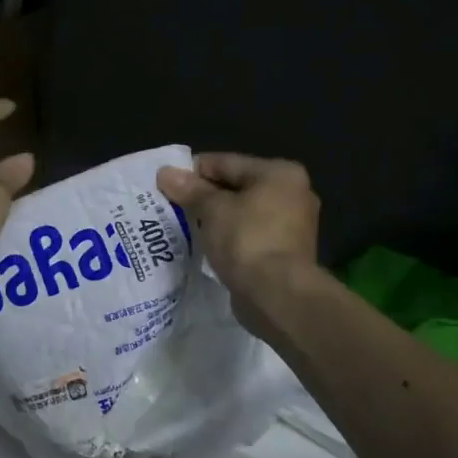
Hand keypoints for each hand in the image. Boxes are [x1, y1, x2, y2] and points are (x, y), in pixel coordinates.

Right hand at [156, 154, 324, 343]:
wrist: (278, 295)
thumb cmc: (247, 240)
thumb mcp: (212, 209)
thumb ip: (189, 189)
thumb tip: (165, 172)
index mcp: (279, 173)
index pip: (225, 162)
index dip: (192, 171)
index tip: (165, 183)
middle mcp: (292, 193)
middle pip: (235, 186)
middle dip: (203, 196)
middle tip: (170, 205)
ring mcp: (292, 225)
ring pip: (241, 212)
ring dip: (215, 218)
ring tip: (183, 225)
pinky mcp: (285, 252)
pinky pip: (248, 234)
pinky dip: (228, 236)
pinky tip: (205, 244)